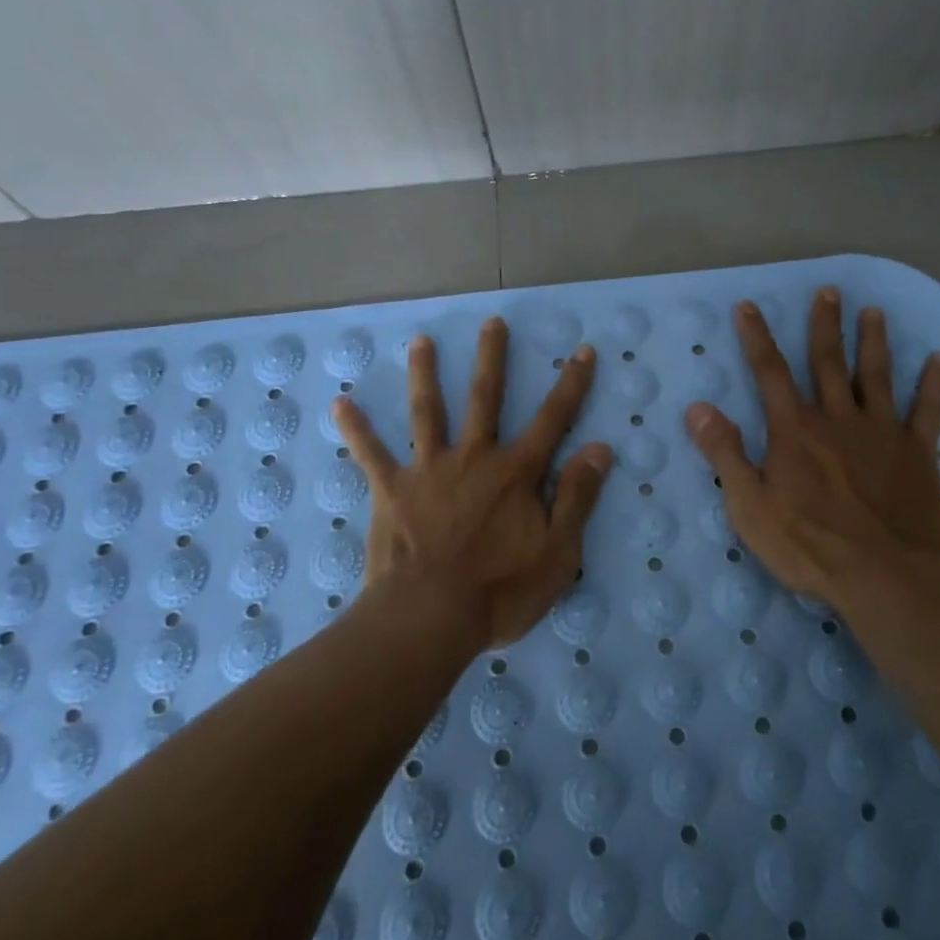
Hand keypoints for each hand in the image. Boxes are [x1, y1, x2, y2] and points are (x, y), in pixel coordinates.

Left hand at [332, 318, 612, 652]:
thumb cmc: (500, 591)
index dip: (572, 385)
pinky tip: (339, 403)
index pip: (553, 419)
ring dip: (424, 375)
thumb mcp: (558, 552)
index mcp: (516, 472)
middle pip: (485, 398)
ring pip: (427, 412)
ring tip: (420, 342)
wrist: (429, 618)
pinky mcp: (392, 490)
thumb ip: (577, 496)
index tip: (583, 351)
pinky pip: (371, 454)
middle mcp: (474, 458)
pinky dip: (356, 429)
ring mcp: (429, 470)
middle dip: (492, 358)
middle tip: (492, 321)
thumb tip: (600, 447)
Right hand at [685, 288, 939, 608]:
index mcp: (795, 430)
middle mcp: (838, 419)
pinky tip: (939, 360)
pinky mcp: (917, 453)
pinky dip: (933, 384)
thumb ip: (724, 453)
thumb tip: (698, 407)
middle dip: (825, 325)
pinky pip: (927, 411)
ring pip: (877, 376)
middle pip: (828, 362)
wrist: (883, 577)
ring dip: (874, 342)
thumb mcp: (749, 505)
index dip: (757, 337)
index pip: (770, 372)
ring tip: (874, 311)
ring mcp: (882, 433)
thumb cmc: (809, 545)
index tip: (749, 306)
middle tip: (828, 292)